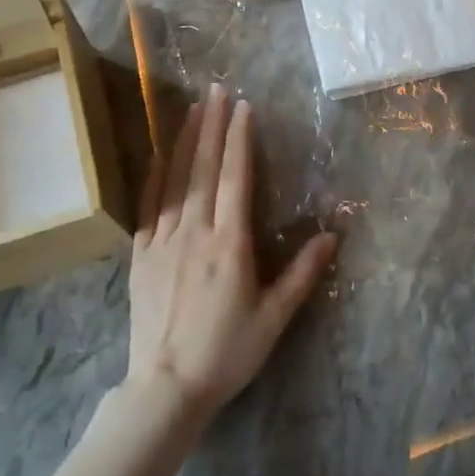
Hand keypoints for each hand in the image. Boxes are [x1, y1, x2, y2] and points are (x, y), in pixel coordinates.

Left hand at [126, 84, 337, 416]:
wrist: (166, 387)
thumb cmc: (227, 351)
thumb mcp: (274, 317)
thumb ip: (303, 273)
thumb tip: (334, 234)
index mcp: (229, 243)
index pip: (236, 177)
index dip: (239, 138)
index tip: (243, 107)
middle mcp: (195, 231)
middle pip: (204, 168)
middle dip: (212, 124)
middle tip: (216, 88)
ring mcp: (163, 241)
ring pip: (175, 179)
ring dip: (185, 139)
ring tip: (192, 107)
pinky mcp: (141, 255)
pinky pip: (148, 205)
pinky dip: (156, 175)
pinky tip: (159, 154)